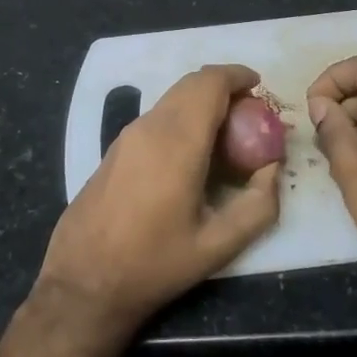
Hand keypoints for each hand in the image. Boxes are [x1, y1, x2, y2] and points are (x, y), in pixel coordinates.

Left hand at [38, 64, 280, 338]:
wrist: (83, 281)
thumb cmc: (153, 264)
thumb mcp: (217, 246)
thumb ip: (257, 205)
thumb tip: (272, 169)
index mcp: (178, 141)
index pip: (210, 83)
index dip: (238, 75)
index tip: (260, 87)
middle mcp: (151, 126)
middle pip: (191, 83)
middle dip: (224, 87)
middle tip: (250, 112)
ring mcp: (128, 134)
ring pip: (172, 98)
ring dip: (202, 101)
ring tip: (227, 133)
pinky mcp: (116, 147)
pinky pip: (157, 115)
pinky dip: (183, 115)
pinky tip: (193, 151)